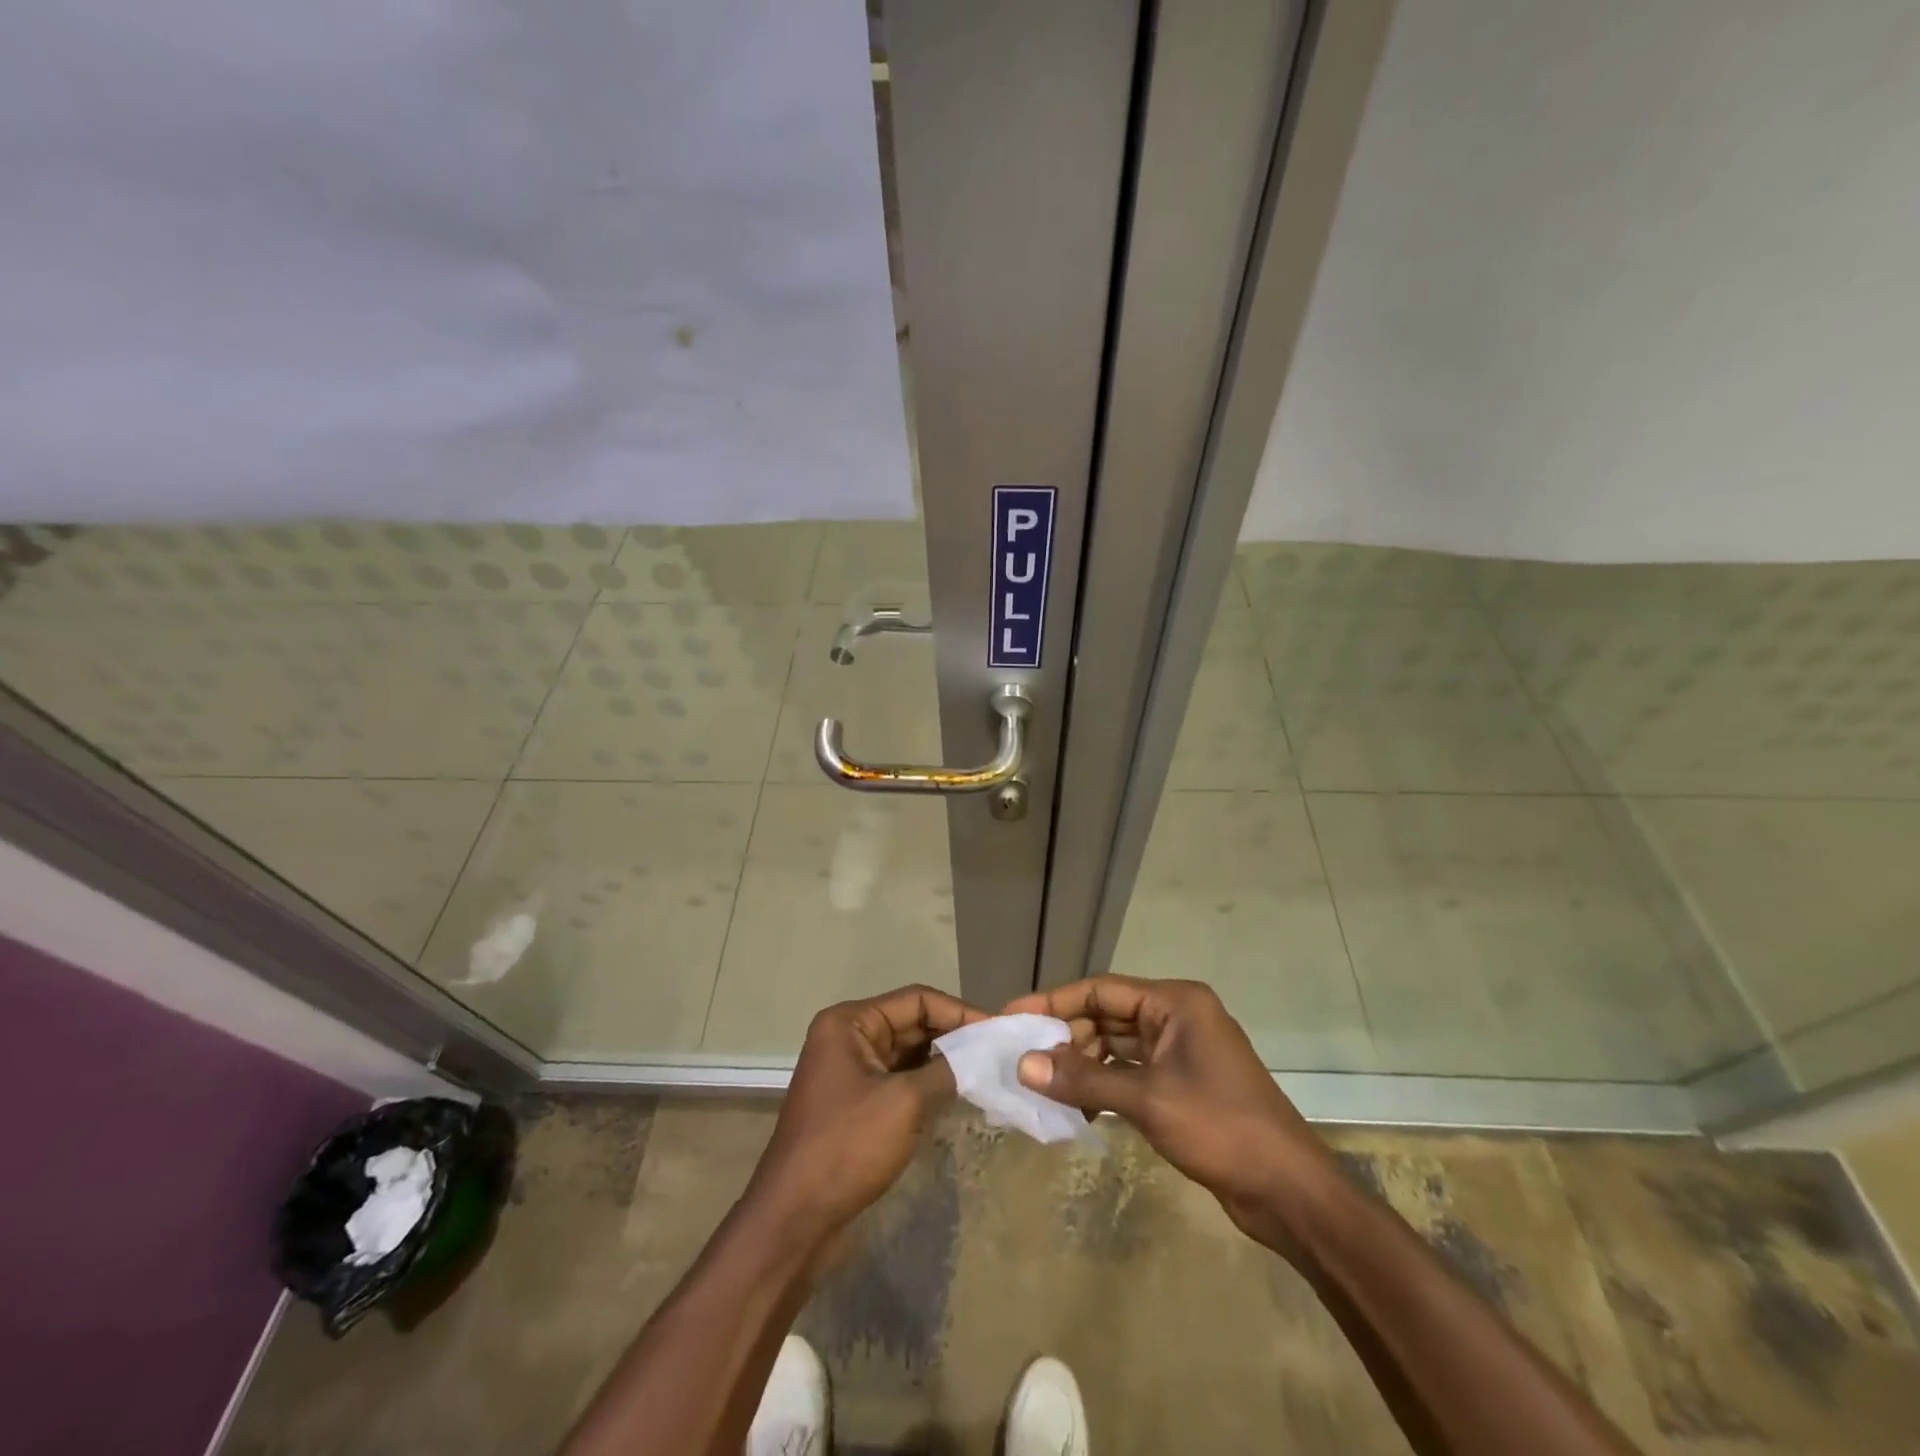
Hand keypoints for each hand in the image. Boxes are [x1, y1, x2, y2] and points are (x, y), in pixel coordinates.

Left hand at [747, 985, 985, 1239]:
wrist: (794, 1218)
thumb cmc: (847, 1147)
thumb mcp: (904, 1103)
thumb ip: (947, 1071)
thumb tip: (982, 1056)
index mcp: (850, 1023)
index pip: (916, 1000)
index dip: (958, 1012)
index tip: (997, 1031)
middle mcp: (848, 1037)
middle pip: (911, 1023)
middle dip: (953, 1036)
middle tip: (998, 1051)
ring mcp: (850, 1071)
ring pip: (908, 1053)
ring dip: (944, 1061)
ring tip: (987, 1070)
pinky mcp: (856, 1102)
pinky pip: (900, 1079)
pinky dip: (928, 1083)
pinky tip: (959, 1093)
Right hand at [1004, 976, 1334, 1240]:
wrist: (1289, 1191)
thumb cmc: (1220, 1128)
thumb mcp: (1146, 1100)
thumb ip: (1083, 1080)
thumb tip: (1024, 1065)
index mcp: (1175, 1003)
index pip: (1101, 990)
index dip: (1054, 1001)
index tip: (1013, 1016)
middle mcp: (1176, 1017)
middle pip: (1107, 1016)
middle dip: (1066, 1037)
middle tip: (1024, 1059)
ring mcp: (1181, 1052)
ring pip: (1116, 1046)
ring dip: (1082, 1064)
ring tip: (1043, 1086)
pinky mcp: (1181, 1084)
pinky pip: (1130, 1072)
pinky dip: (1102, 1085)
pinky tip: (1077, 1106)